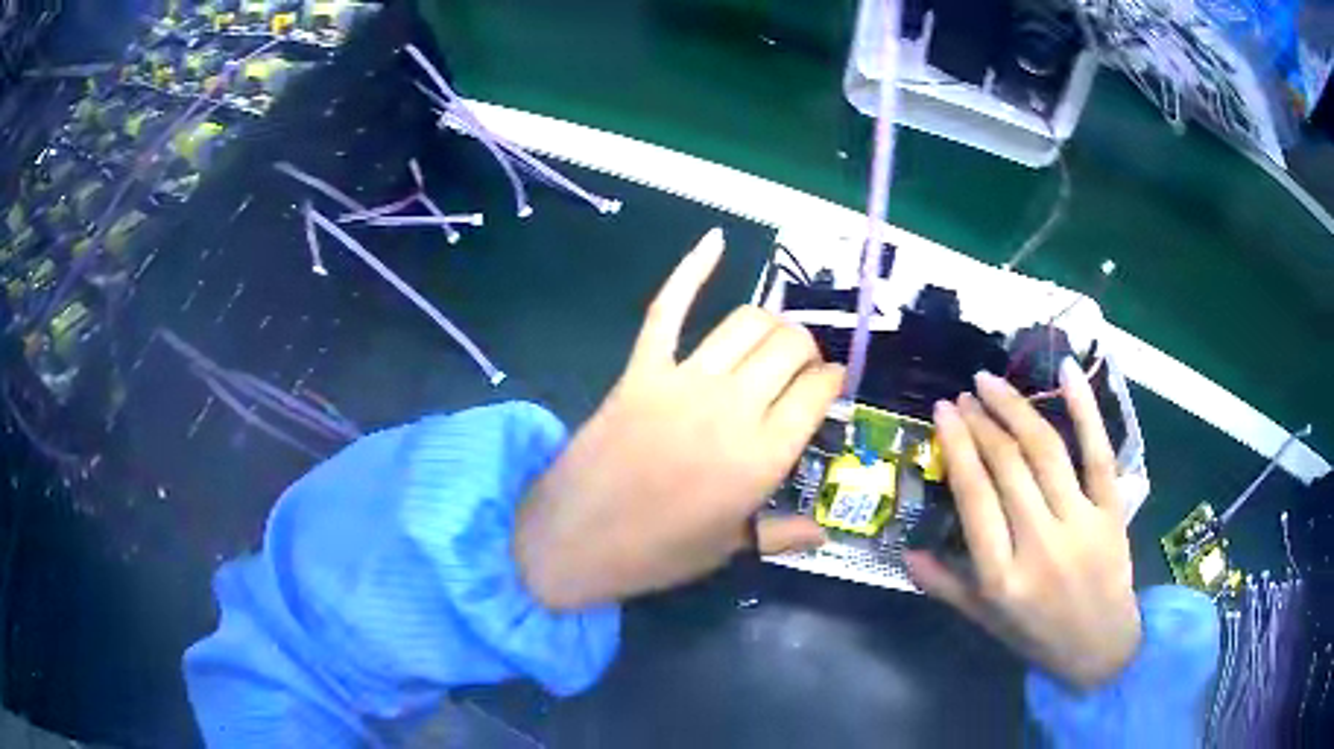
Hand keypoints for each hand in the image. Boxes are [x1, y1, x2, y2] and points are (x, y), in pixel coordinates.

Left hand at [515, 228, 842, 609]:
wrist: (575, 539)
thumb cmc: (658, 552)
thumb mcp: (730, 548)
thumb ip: (785, 533)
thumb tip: (827, 528)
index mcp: (764, 455)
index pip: (819, 389)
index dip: (832, 380)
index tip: (830, 385)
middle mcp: (733, 407)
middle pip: (790, 345)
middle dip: (807, 349)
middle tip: (801, 369)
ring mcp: (683, 381)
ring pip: (746, 321)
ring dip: (771, 323)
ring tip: (772, 340)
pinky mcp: (641, 369)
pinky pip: (669, 308)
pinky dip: (692, 269)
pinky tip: (714, 240)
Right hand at [905, 361, 1141, 688]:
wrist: (1101, 648)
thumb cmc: (1037, 634)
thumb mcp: (984, 619)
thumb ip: (945, 585)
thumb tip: (905, 551)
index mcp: (1001, 576)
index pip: (974, 497)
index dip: (957, 446)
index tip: (943, 411)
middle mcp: (1040, 544)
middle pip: (1008, 466)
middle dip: (982, 421)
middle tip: (965, 394)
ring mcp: (1080, 523)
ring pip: (1046, 451)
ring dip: (1016, 409)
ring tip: (992, 383)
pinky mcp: (1111, 511)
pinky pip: (1098, 452)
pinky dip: (1084, 408)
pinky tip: (1064, 372)